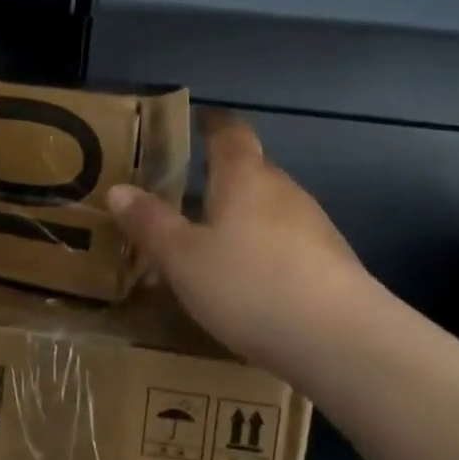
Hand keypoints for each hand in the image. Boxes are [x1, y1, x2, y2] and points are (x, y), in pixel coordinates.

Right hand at [108, 112, 379, 378]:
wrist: (340, 340)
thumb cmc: (248, 285)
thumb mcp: (183, 257)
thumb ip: (150, 223)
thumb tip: (118, 189)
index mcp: (244, 178)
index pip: (230, 134)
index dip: (214, 124)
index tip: (201, 119)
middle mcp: (283, 191)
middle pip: (253, 170)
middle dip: (224, 175)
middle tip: (191, 190)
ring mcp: (314, 226)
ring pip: (271, 208)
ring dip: (245, 215)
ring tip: (215, 239)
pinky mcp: (332, 262)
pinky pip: (289, 241)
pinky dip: (265, 248)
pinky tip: (251, 279)